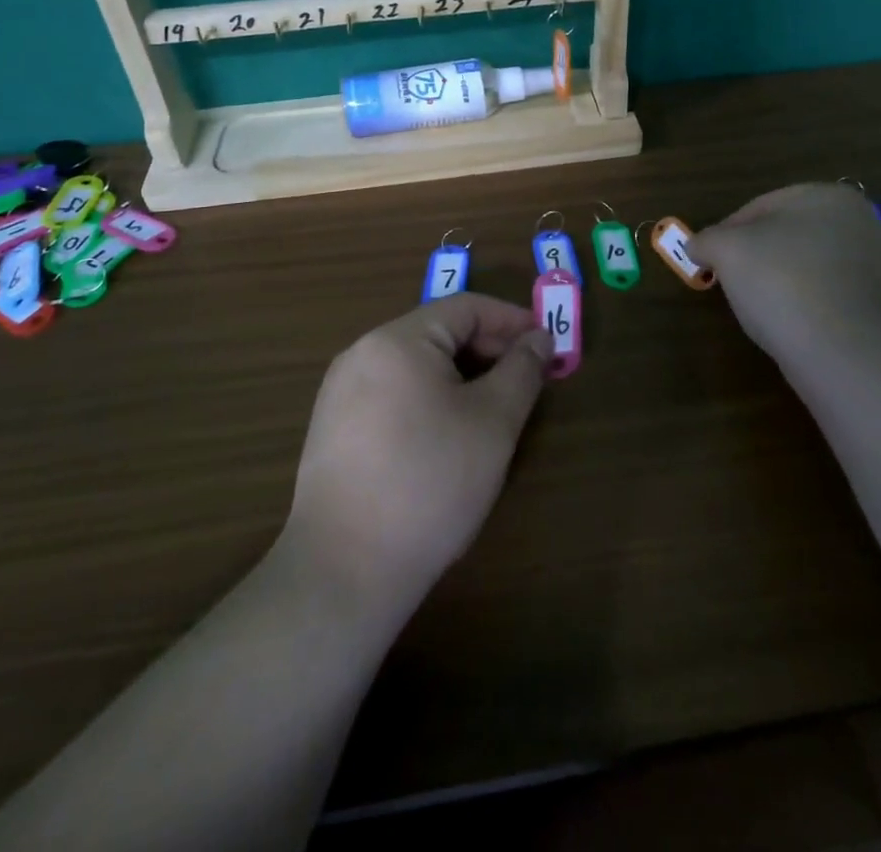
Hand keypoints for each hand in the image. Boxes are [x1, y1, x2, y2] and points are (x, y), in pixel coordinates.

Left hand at [285, 295, 550, 610]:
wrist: (344, 571)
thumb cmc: (430, 483)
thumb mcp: (493, 422)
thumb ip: (522, 370)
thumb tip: (539, 338)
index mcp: (397, 340)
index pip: (465, 308)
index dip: (512, 321)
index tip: (546, 346)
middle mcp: (362, 353)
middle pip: (438, 333)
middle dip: (488, 350)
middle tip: (526, 381)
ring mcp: (341, 392)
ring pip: (416, 366)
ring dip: (461, 376)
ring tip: (494, 409)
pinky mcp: (334, 429)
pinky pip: (393, 393)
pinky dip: (430, 399)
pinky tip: (449, 436)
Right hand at [691, 184, 880, 374]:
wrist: (848, 354)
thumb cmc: (783, 283)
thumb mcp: (727, 251)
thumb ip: (706, 240)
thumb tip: (697, 246)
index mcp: (828, 196)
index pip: (759, 207)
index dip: (726, 234)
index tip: (709, 262)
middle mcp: (861, 222)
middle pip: (788, 236)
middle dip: (757, 258)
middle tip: (732, 285)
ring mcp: (879, 266)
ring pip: (810, 267)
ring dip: (783, 284)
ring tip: (763, 312)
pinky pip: (831, 299)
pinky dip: (809, 308)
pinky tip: (794, 328)